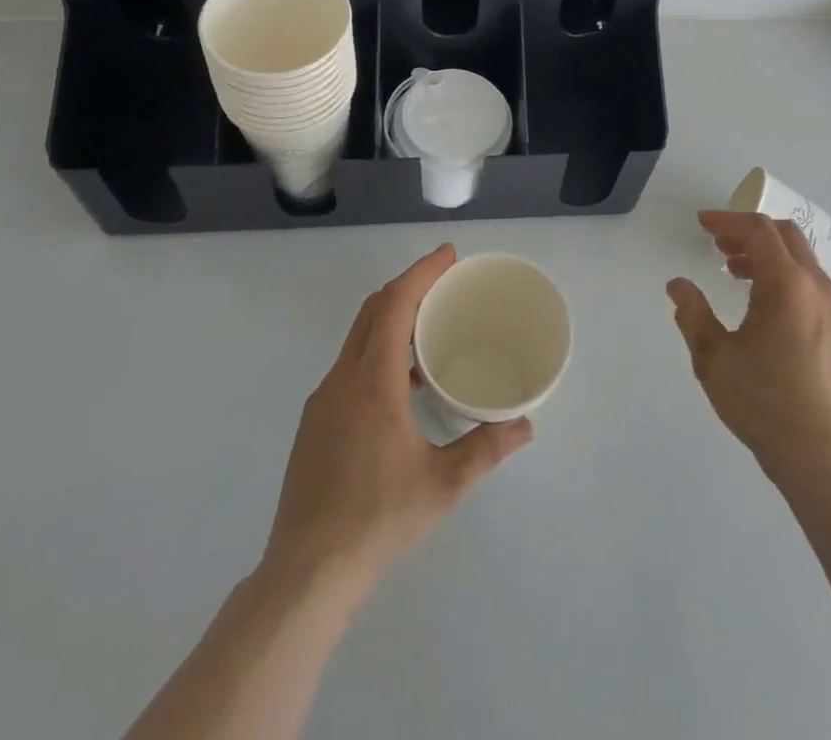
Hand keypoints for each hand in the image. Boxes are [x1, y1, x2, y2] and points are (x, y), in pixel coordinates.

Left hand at [263, 244, 533, 589]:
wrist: (306, 574)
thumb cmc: (377, 519)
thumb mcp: (443, 484)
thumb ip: (486, 448)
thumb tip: (524, 425)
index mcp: (372, 381)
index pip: (395, 304)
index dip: (421, 272)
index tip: (448, 255)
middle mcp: (342, 380)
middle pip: (373, 311)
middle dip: (408, 287)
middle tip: (444, 283)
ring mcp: (322, 402)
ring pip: (358, 339)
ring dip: (391, 320)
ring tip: (429, 330)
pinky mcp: (313, 424)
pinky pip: (349, 367)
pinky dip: (377, 352)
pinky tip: (401, 386)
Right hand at [668, 212, 830, 475]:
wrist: (820, 455)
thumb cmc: (762, 401)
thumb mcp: (713, 357)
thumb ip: (692, 313)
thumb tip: (678, 285)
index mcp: (786, 283)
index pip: (758, 230)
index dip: (727, 220)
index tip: (702, 224)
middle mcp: (815, 286)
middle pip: (784, 235)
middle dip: (749, 232)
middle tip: (719, 245)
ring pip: (800, 259)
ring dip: (767, 254)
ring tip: (736, 273)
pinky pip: (810, 283)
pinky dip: (784, 276)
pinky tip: (763, 306)